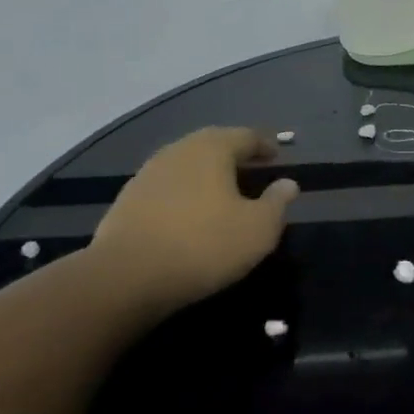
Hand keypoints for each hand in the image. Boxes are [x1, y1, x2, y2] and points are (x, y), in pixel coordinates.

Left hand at [92, 127, 298, 309]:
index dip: (265, 145)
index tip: (277, 156)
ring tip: (221, 193)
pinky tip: (187, 215)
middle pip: (213, 145)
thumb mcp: (257, 229)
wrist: (125, 278)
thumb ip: (277, 203)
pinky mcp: (127, 200)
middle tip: (251, 170)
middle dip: (234, 156)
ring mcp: (148, 173)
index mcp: (212, 148)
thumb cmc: (203, 245)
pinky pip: (166, 188)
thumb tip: (288, 184)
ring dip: (205, 175)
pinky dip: (183, 194)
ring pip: (187, 165)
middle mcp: (179, 150)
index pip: (246, 136)